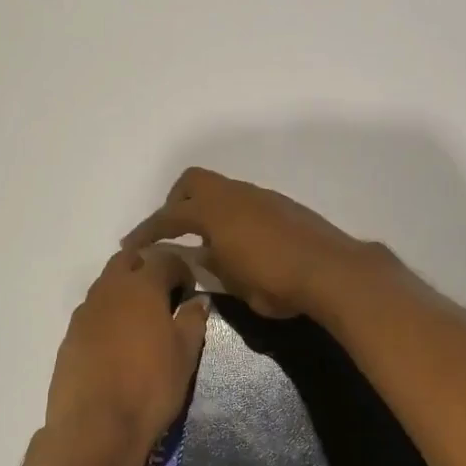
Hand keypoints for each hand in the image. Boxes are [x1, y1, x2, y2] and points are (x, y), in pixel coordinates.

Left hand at [43, 245, 209, 462]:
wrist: (95, 427)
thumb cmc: (150, 386)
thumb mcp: (185, 354)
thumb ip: (193, 320)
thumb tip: (198, 300)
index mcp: (141, 286)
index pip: (165, 258)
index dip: (182, 270)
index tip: (190, 291)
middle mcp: (109, 289)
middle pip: (128, 260)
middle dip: (148, 268)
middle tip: (165, 295)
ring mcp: (84, 312)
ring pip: (107, 285)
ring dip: (126, 291)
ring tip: (142, 320)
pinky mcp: (69, 337)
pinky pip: (93, 312)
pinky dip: (109, 316)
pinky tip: (119, 343)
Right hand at [122, 168, 374, 320]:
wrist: (334, 272)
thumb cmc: (278, 283)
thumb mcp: (235, 283)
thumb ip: (213, 265)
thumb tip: (201, 254)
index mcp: (216, 212)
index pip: (170, 216)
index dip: (147, 231)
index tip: (131, 246)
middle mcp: (236, 195)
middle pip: (192, 182)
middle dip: (175, 204)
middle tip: (171, 232)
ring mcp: (262, 197)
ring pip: (222, 190)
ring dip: (206, 209)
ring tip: (206, 241)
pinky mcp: (283, 206)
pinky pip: (244, 201)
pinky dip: (230, 215)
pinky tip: (239, 242)